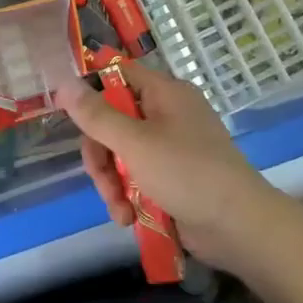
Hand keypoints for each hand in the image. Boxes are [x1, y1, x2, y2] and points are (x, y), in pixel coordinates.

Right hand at [57, 68, 302, 278]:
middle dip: (101, 156)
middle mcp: (166, 114)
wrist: (239, 227)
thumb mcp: (134, 142)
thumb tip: (64, 82)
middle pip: (112, 121)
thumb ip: (97, 115)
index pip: (117, 75)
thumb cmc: (187, 173)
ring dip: (112, 183)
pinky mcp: (172, 177)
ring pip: (120, 154)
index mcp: (164, 93)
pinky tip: (128, 218)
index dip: (89, 91)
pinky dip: (128, 196)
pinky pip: (136, 177)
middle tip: (102, 180)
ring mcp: (170, 147)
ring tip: (120, 211)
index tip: (67, 113)